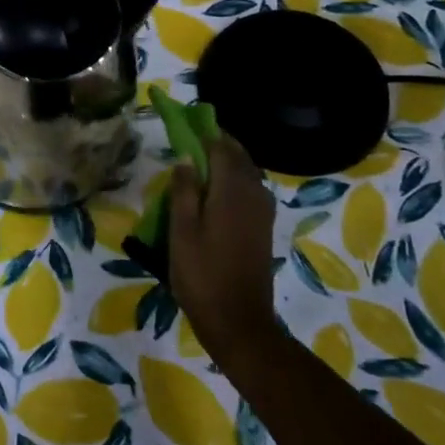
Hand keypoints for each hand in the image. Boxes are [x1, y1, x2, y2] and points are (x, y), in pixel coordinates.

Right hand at [167, 132, 277, 354]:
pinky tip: (218, 192)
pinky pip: (251, 191)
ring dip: (229, 162)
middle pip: (239, 157)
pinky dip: (235, 181)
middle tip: (193, 140)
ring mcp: (262, 213)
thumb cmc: (201, 275)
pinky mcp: (263, 228)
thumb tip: (186, 159)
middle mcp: (253, 195)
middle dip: (219, 144)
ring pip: (248, 174)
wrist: (238, 321)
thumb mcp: (181, 232)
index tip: (187, 124)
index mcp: (232, 191)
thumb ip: (184, 192)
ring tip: (203, 163)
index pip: (222, 148)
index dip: (205, 133)